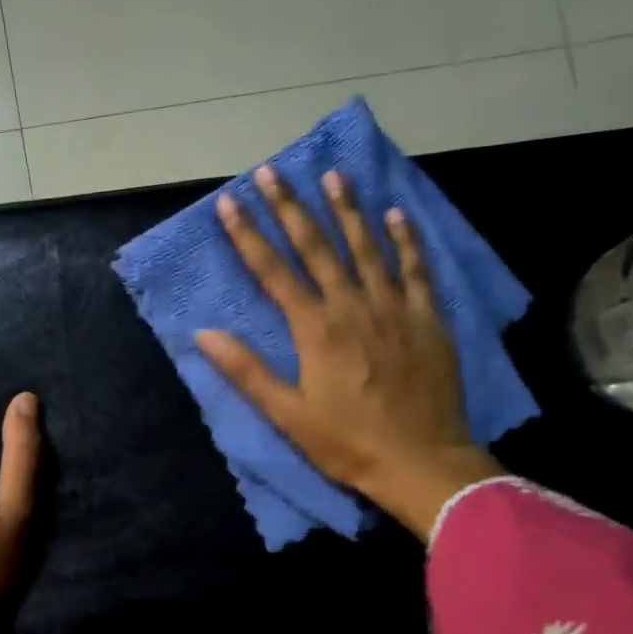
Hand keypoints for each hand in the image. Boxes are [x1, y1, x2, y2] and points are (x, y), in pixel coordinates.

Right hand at [195, 166, 502, 538]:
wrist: (422, 462)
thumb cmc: (348, 443)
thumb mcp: (287, 415)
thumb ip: (247, 371)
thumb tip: (204, 334)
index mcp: (316, 329)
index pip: (273, 272)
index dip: (248, 236)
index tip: (228, 202)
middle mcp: (353, 306)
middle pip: (317, 247)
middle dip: (291, 207)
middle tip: (272, 171)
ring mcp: (395, 308)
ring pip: (367, 247)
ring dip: (348, 210)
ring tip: (333, 175)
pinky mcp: (428, 319)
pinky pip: (417, 269)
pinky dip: (407, 240)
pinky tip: (397, 213)